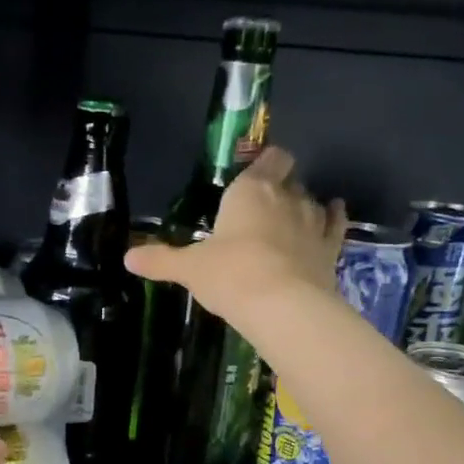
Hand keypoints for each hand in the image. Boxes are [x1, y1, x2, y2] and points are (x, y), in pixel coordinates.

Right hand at [124, 145, 346, 326]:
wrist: (281, 305)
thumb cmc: (230, 275)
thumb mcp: (189, 269)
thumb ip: (160, 260)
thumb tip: (127, 258)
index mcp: (250, 191)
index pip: (268, 159)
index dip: (266, 162)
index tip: (257, 172)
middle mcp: (286, 197)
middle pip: (289, 178)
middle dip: (280, 186)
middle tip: (263, 207)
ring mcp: (313, 221)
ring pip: (313, 200)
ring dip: (304, 205)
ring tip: (290, 220)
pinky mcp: (331, 247)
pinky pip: (336, 224)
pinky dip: (333, 219)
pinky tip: (331, 217)